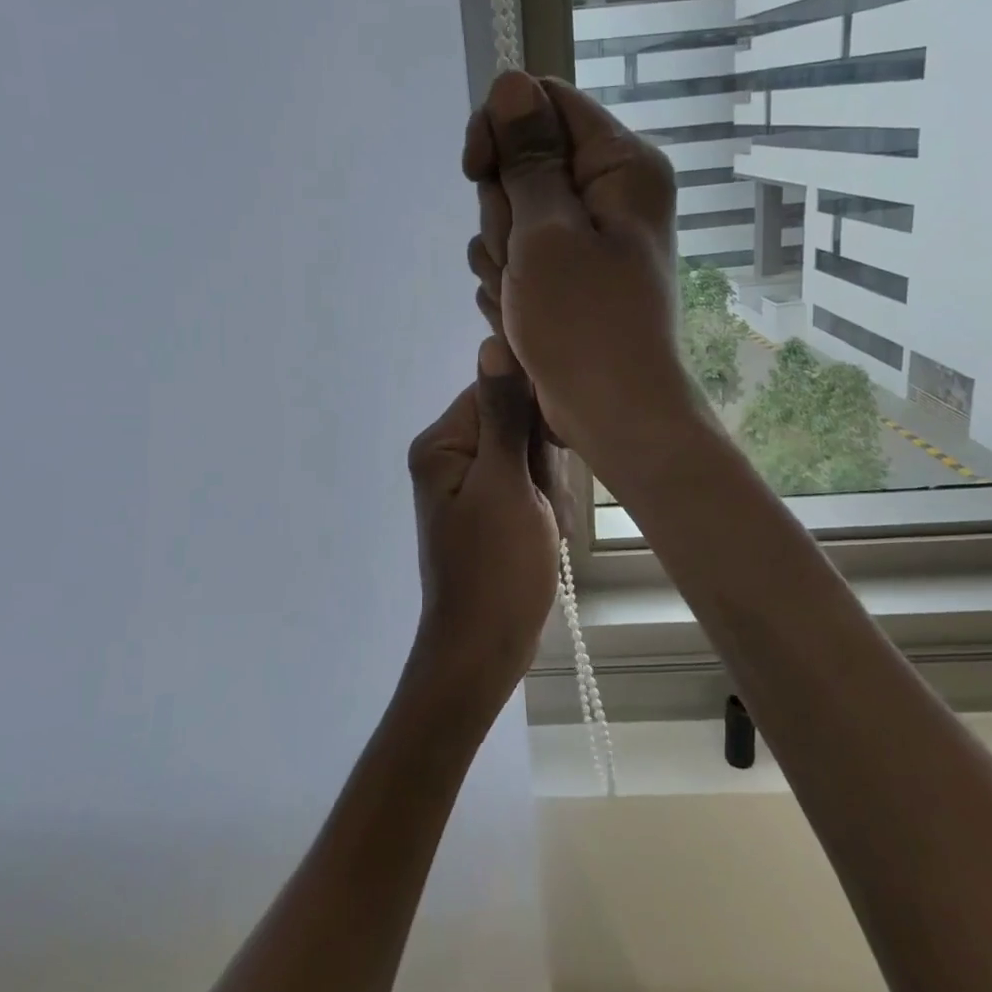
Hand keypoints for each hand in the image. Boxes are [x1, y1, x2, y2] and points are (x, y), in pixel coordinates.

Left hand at [405, 337, 562, 719]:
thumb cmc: (495, 568)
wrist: (485, 649)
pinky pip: (531, 486)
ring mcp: (473, 484)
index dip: (535, 421)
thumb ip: (503, 414)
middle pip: (518, 424)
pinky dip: (546, 509)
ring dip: (549, 491)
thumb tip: (493, 342)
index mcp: (443, 443)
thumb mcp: (506, 485)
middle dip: (542, 465)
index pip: (499, 392)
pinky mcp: (492, 507)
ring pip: (532, 457)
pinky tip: (544, 537)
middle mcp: (451, 456)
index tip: (548, 459)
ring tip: (542, 528)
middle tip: (540, 508)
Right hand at [462, 71, 700, 473]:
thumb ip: (528, 157)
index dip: (500, 129)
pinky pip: (513, 256)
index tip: (476, 170)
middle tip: (518, 258)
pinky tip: (521, 317)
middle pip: (521, 163)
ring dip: (500, 256)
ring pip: (509, 215)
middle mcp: (606, 193)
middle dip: (502, 211)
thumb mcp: (547, 233)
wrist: (612, 413)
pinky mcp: (563, 275)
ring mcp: (583, 238)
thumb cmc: (586, 323)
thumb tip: (513, 83)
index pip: (546, 103)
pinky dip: (507, 285)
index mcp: (620, 166)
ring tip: (523, 298)